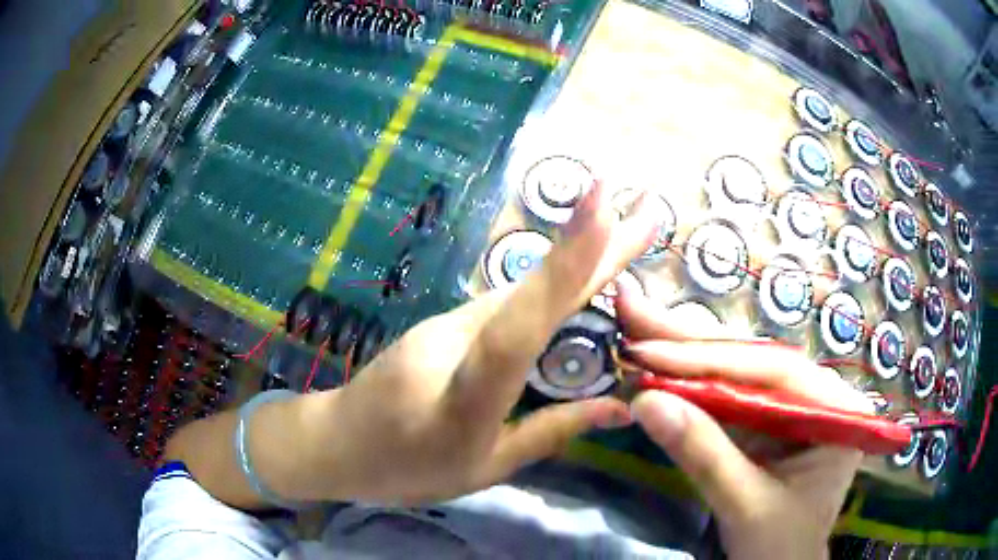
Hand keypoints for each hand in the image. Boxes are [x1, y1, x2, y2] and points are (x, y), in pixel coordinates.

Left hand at [270, 182, 658, 504]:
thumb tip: (619, 408)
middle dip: (596, 245)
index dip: (564, 267)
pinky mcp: (447, 321)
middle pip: (535, 290)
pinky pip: (510, 304)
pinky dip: (552, 287)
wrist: (336, 442)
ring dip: (579, 262)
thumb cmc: (404, 468)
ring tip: (629, 235)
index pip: (520, 323)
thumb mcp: (484, 467)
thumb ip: (551, 432)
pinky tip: (583, 279)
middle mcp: (457, 340)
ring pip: (525, 291)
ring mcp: (448, 323)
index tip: (601, 207)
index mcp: (467, 395)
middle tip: (648, 210)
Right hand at [616, 285, 870, 559]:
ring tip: (639, 326)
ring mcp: (788, 406)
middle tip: (634, 308)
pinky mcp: (764, 421)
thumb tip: (644, 402)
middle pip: (751, 357)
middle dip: (689, 339)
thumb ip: (703, 455)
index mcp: (832, 407)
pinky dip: (689, 383)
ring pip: (735, 368)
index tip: (650, 351)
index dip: (708, 358)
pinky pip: (726, 394)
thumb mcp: (746, 506)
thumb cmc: (780, 546)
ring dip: (684, 351)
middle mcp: (815, 393)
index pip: (771, 369)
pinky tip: (660, 364)